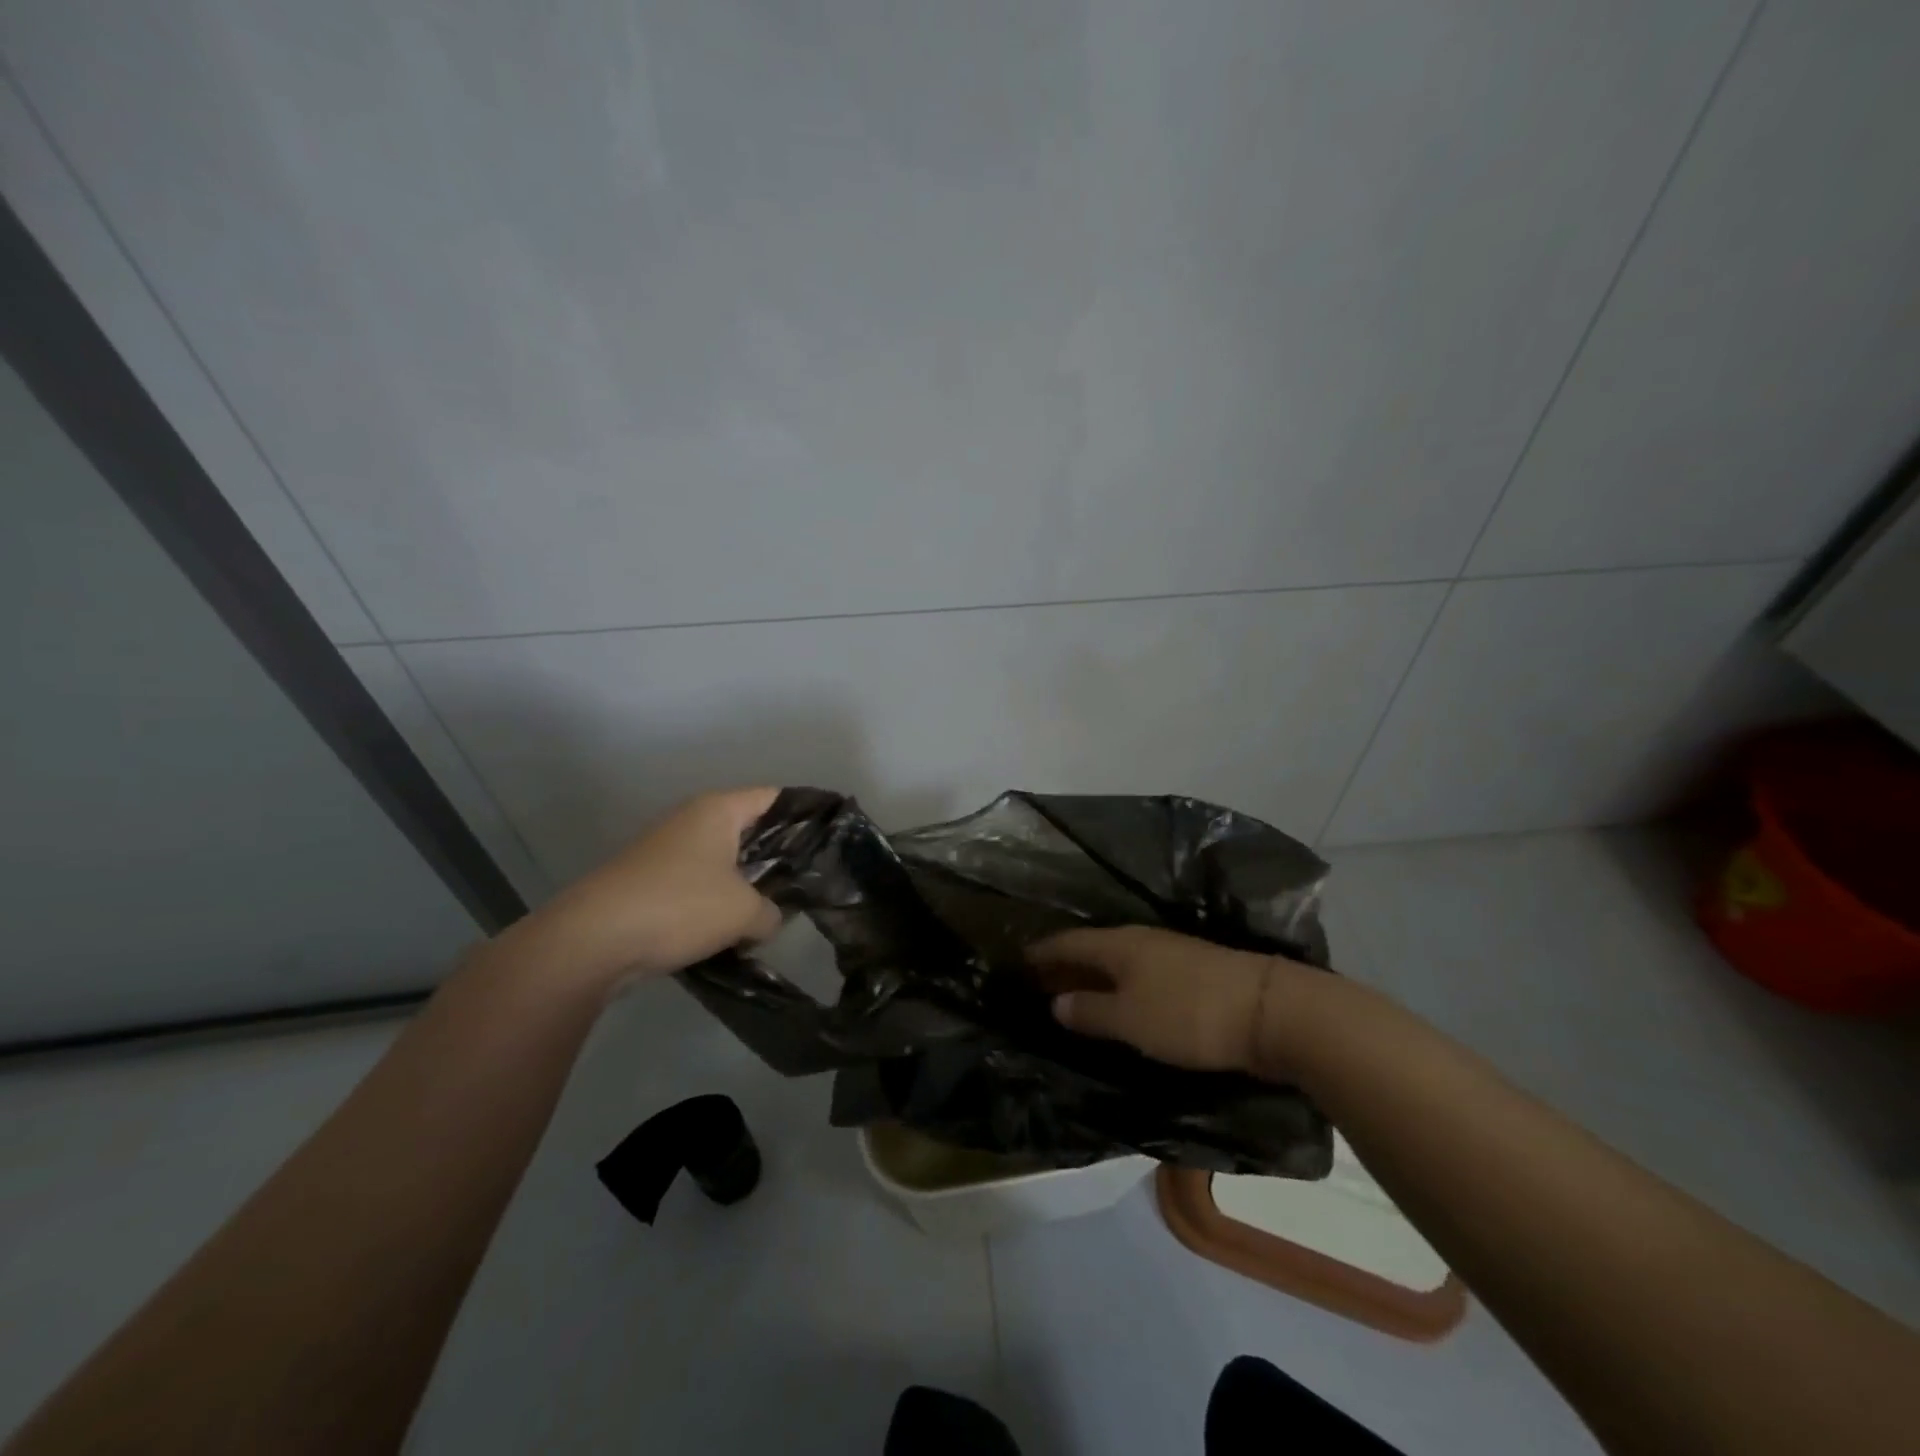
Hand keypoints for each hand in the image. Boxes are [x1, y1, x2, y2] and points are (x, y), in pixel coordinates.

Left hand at [508, 788, 783, 987]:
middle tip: (809, 878)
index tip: (831, 837)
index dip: (805, 814)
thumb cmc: (680, 906)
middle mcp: (692, 819)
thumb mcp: (744, 912)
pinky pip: (699, 881)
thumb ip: (772, 912)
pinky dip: (718, 898)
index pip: (775, 797)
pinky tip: (734, 927)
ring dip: (746, 881)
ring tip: (776, 907)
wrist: (592, 940)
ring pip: (723, 858)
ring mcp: (666, 848)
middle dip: (778, 853)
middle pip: (749, 827)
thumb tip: (770, 918)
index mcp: (719, 810)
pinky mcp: (649, 880)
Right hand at [1028, 925, 1303, 1075]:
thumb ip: (1089, 1010)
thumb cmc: (1188, 1014)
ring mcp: (1170, 952)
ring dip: (1093, 975)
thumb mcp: (1129, 1019)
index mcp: (1118, 944)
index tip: (1017, 961)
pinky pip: (1140, 973)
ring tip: (1072, 993)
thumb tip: (1055, 1001)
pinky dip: (1120, 984)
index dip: (1041, 952)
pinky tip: (1120, 1000)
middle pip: (1092, 948)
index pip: (1067, 942)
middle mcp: (1140, 939)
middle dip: (1064, 964)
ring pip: (1118, 960)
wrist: (1271, 1011)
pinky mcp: (1193, 972)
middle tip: (1038, 982)